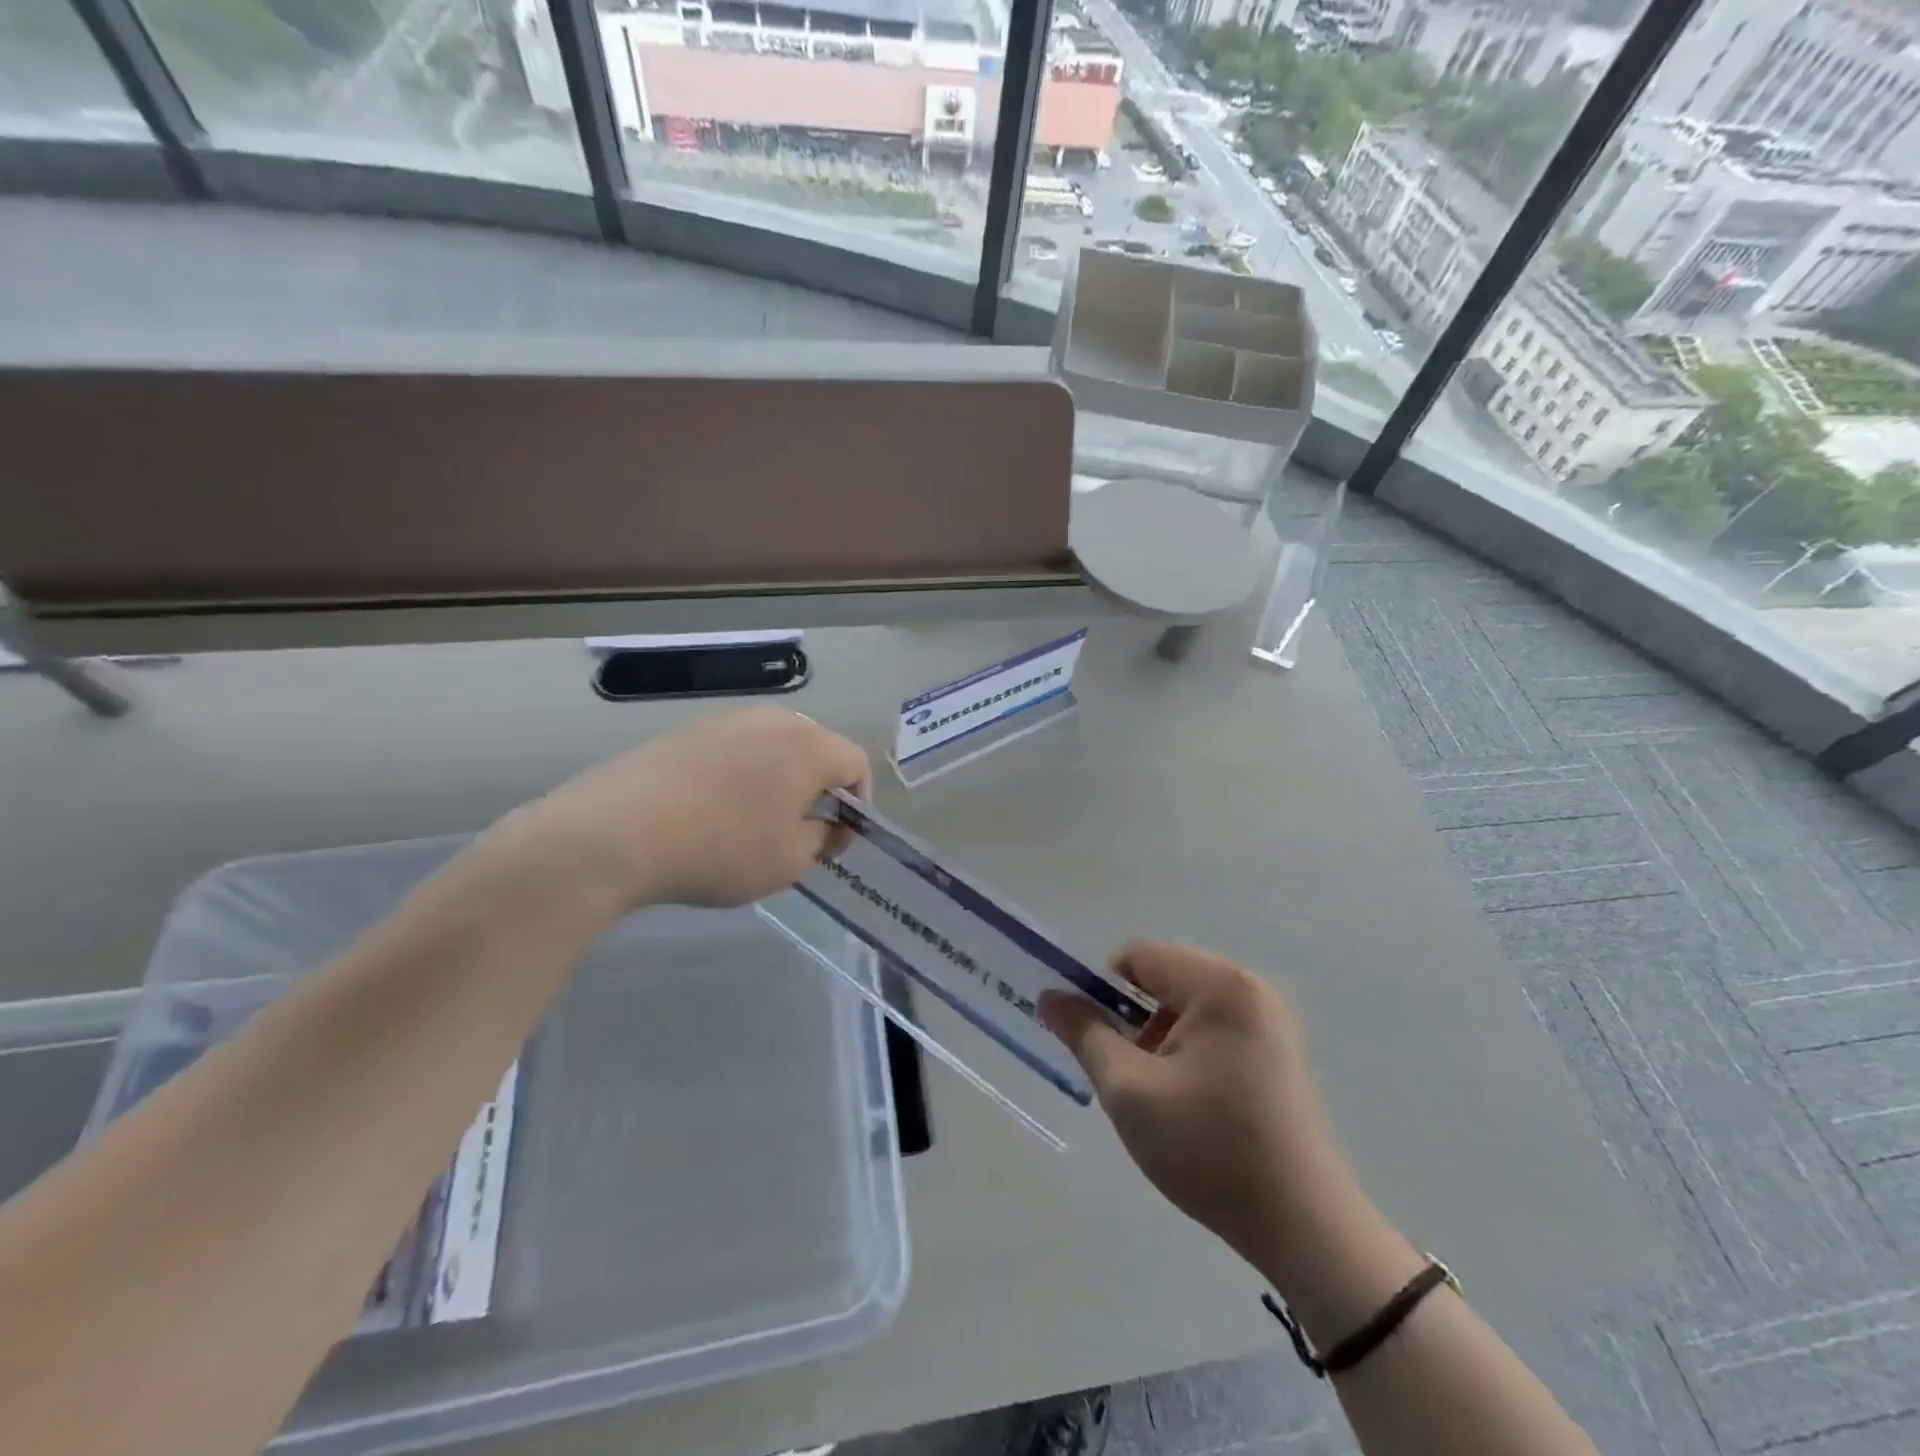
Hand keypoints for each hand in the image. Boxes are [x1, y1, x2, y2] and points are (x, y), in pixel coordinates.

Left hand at [525, 706, 869, 910]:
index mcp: (809, 746)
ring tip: (755, 820)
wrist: (616, 832)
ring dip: (778, 779)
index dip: (858, 802)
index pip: (856, 763)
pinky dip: (741, 774)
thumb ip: (821, 839)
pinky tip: (714, 809)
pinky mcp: (687, 729)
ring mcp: (726, 719)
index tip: (837, 838)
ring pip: (773, 746)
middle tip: (801, 829)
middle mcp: (773, 720)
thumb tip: (825, 825)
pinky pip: (735, 748)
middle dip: (818, 787)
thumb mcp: (787, 861)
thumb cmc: (721, 848)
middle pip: (816, 748)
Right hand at [1039, 939, 1344, 1269]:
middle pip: (1162, 977)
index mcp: (1219, 984)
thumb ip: (1085, 1033)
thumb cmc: (1209, 1149)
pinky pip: (1212, 1027)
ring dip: (1156, 1037)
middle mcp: (1249, 987)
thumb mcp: (1129, 1090)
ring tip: (1156, 1094)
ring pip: (1184, 1004)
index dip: (1100, 990)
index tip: (1092, 1040)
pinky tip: (1188, 1101)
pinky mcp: (1276, 1050)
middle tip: (1123, 1073)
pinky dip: (1186, 1050)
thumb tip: (1050, 996)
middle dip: (1131, 1017)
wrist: (1304, 1228)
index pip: (1137, 956)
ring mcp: (1269, 1019)